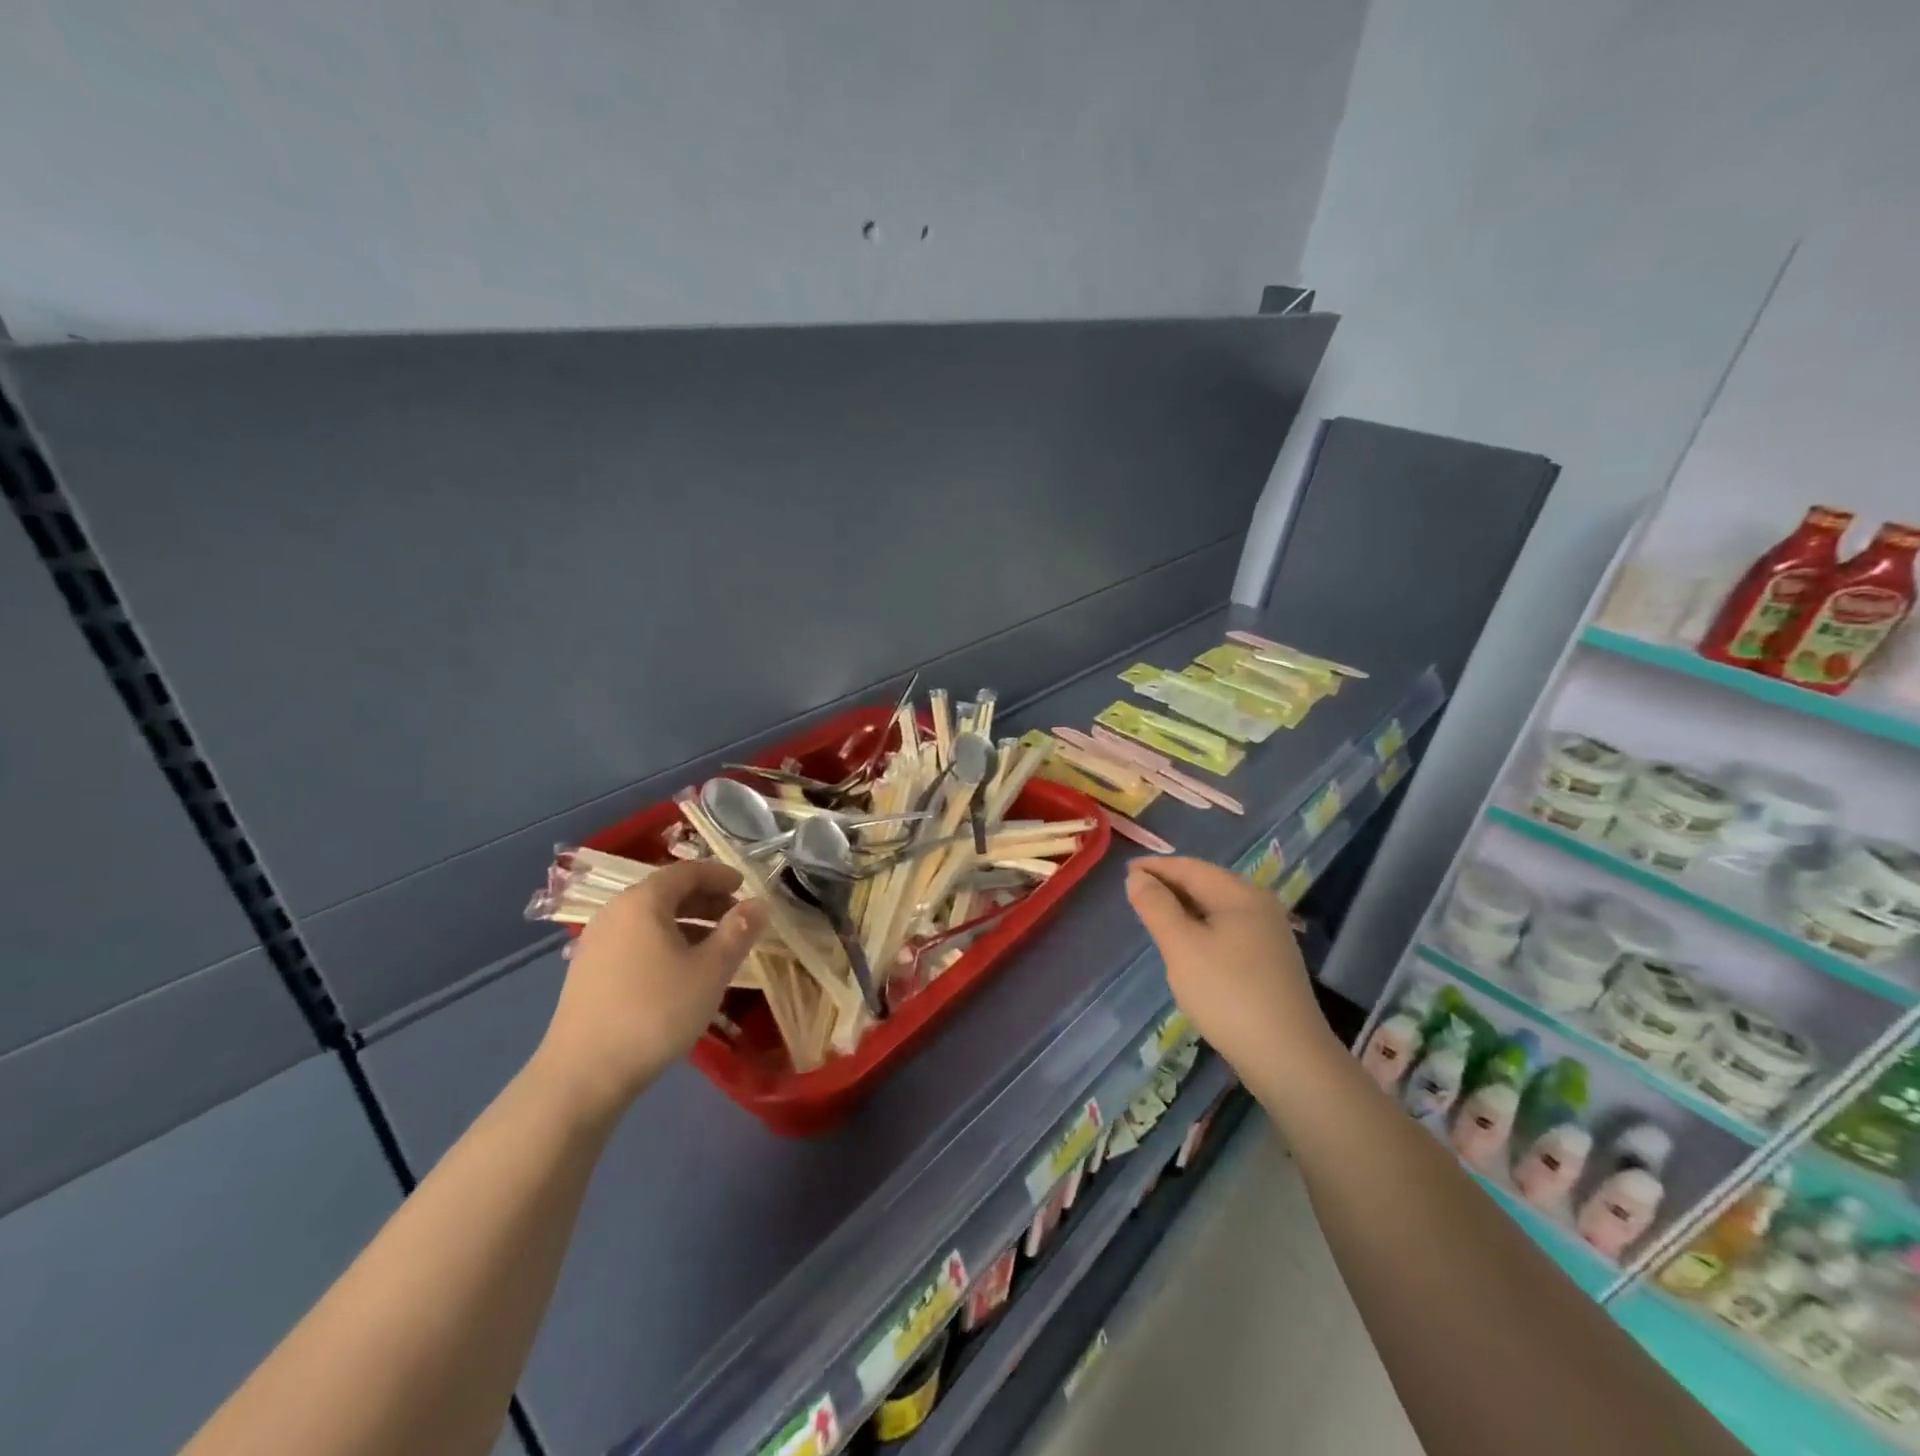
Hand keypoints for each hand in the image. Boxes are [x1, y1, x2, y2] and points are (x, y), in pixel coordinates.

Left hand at [535, 861, 767, 1114]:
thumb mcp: (710, 971)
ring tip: (715, 947)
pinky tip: (680, 971)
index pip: (687, 872)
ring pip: (651, 919)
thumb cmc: (655, 1012)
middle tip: (737, 918)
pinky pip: (635, 940)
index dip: (719, 875)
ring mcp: (595, 942)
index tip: (745, 886)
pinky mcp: (587, 972)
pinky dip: (664, 942)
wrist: (583, 1075)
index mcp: (643, 901)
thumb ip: (738, 932)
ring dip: (687, 923)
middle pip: (666, 893)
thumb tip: (759, 904)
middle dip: (706, 900)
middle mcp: (615, 912)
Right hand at [1124, 858, 1336, 1082]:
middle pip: (1206, 885)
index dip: (1156, 867)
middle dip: (1170, 886)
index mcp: (1241, 895)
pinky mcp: (1268, 963)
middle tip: (1134, 894)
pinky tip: (1186, 947)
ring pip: (1216, 910)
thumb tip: (1137, 876)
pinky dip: (1200, 929)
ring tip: (1153, 917)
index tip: (1124, 872)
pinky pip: (1226, 931)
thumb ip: (1156, 907)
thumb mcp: (1182, 947)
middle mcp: (1259, 907)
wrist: (1288, 1058)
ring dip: (1183, 909)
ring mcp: (1268, 936)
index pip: (1191, 868)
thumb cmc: (1228, 994)